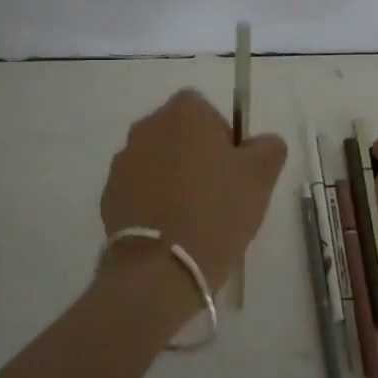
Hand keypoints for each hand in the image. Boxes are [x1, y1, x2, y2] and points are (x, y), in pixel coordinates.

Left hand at [99, 90, 287, 309]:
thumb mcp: (261, 175)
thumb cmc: (217, 210)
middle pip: (179, 134)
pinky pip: (139, 189)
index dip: (223, 137)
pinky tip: (170, 230)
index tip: (233, 169)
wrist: (163, 267)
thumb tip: (261, 143)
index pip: (206, 110)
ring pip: (157, 161)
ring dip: (172, 178)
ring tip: (192, 216)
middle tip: (218, 192)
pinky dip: (153, 201)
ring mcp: (122, 162)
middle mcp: (146, 127)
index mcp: (183, 113)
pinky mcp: (109, 195)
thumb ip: (269, 146)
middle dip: (196, 156)